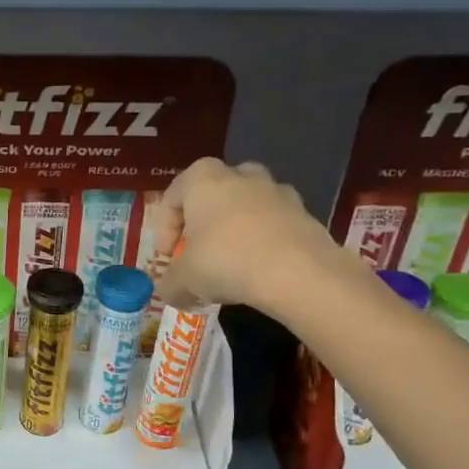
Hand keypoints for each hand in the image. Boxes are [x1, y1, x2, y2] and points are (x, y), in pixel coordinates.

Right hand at [153, 157, 343, 318]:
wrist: (299, 273)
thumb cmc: (226, 262)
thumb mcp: (183, 281)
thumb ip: (170, 284)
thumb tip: (170, 292)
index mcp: (202, 180)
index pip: (172, 197)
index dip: (164, 231)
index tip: (167, 257)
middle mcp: (240, 175)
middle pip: (212, 194)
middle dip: (202, 222)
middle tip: (198, 252)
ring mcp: (276, 191)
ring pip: (246, 206)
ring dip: (234, 230)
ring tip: (231, 263)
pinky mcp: (304, 212)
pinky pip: (273, 223)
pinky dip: (263, 241)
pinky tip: (260, 270)